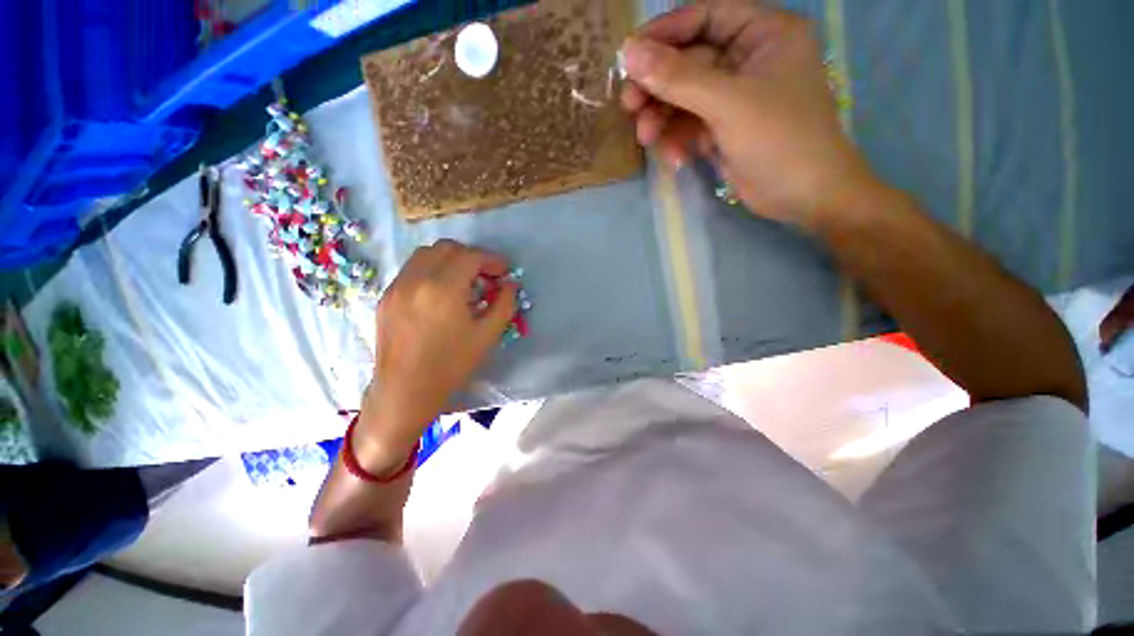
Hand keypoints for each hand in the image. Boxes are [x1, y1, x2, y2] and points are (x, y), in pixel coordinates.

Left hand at [357, 240, 516, 473]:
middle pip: (447, 247)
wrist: (406, 390)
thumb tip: (510, 284)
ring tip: (462, 281)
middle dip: (471, 256)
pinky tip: (440, 293)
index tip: (503, 272)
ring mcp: (397, 286)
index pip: (471, 256)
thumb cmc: (451, 365)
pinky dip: (431, 270)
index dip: (492, 260)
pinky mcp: (386, 296)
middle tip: (485, 276)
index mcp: (444, 289)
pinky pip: (412, 269)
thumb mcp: (487, 335)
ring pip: (425, 254)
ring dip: (449, 259)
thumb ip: (504, 304)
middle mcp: (416, 279)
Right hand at [620, 1, 876, 226]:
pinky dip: (676, 140)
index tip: (628, 58)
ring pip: (683, 97)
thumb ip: (677, 77)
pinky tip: (676, 159)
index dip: (664, 34)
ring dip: (661, 119)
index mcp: (762, 33)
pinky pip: (689, 125)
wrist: (802, 197)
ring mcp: (733, 97)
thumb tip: (628, 52)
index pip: (704, 17)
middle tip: (629, 107)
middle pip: (687, 61)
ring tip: (647, 139)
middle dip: (657, 87)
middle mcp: (746, 59)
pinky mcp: (722, 129)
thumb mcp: (727, 103)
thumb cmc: (779, 139)